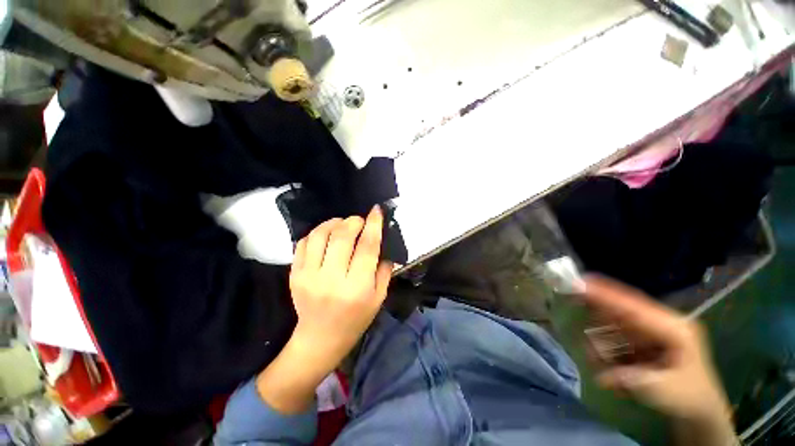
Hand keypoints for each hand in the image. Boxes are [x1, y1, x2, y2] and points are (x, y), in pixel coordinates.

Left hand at [288, 207, 393, 370]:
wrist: (320, 339)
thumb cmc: (355, 319)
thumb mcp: (379, 298)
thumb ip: (384, 270)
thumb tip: (383, 245)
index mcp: (356, 288)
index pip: (367, 247)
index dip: (373, 225)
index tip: (376, 210)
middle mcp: (331, 279)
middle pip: (341, 237)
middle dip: (353, 221)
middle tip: (359, 220)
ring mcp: (308, 276)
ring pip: (319, 235)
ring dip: (333, 223)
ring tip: (342, 224)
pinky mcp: (294, 275)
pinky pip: (303, 243)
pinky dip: (316, 233)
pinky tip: (326, 235)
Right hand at [581, 276, 730, 423]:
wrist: (699, 407)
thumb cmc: (689, 397)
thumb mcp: (668, 393)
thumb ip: (637, 381)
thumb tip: (604, 375)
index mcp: (674, 328)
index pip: (634, 306)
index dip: (606, 294)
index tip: (579, 283)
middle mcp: (660, 322)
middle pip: (620, 308)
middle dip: (596, 312)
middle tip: (573, 308)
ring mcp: (650, 329)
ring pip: (614, 322)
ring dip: (601, 339)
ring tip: (604, 365)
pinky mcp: (641, 337)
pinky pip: (615, 335)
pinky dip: (605, 348)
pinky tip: (608, 367)